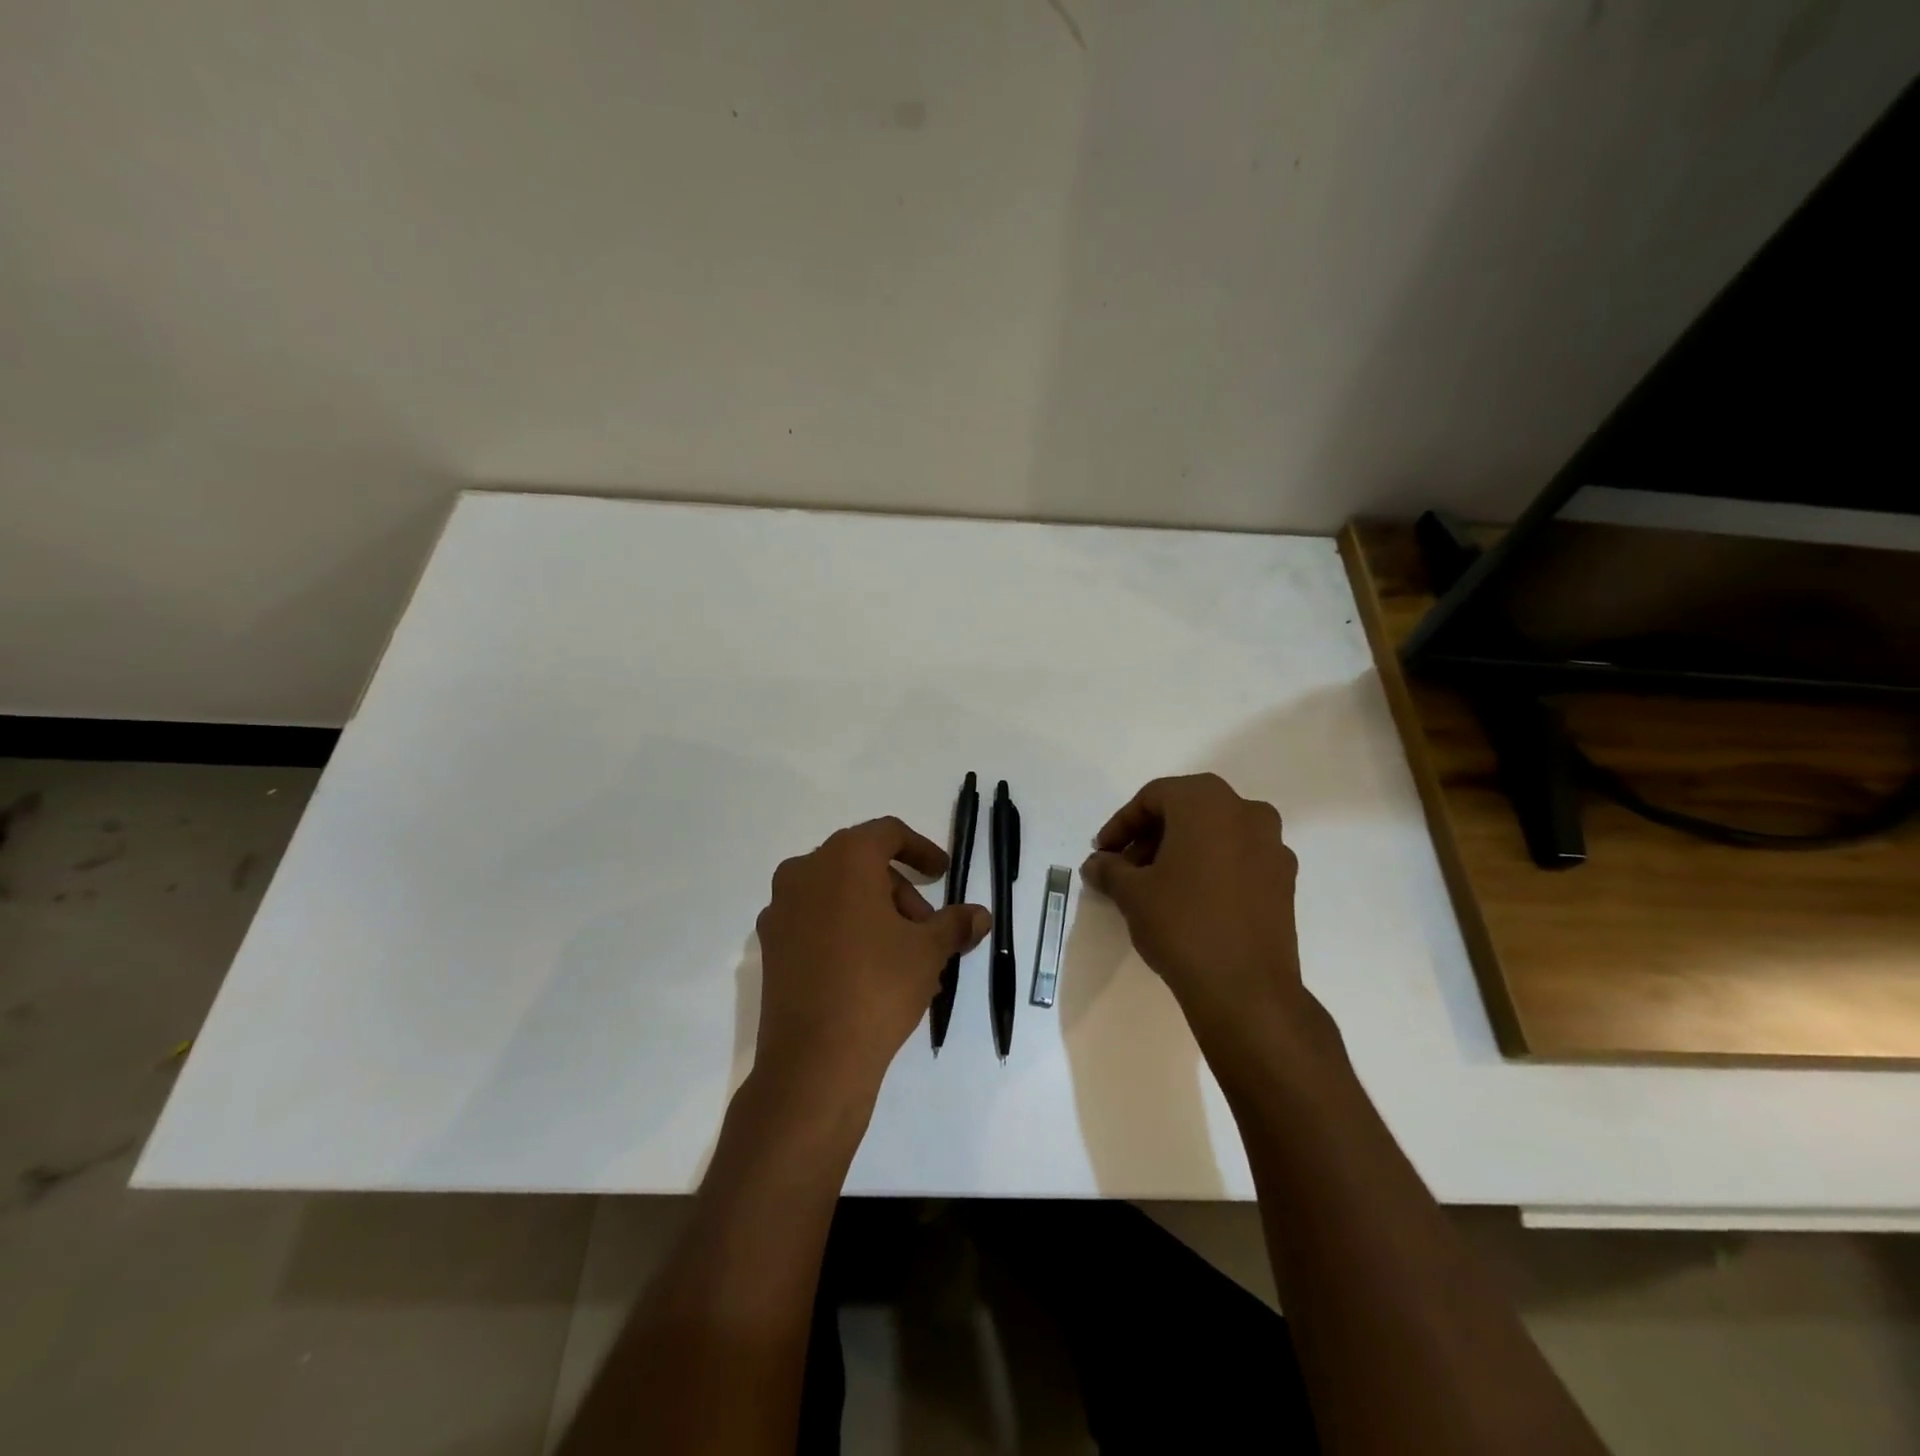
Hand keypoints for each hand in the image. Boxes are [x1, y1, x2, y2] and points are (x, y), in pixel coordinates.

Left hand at [752, 816, 990, 1116]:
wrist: (814, 1059)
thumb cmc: (878, 986)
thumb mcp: (928, 951)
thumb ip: (955, 923)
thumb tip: (980, 915)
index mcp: (843, 858)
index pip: (887, 833)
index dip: (921, 850)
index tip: (942, 874)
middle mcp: (805, 872)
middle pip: (863, 866)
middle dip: (901, 893)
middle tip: (928, 929)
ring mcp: (781, 909)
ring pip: (839, 895)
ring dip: (876, 915)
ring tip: (907, 959)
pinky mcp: (771, 945)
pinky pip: (817, 922)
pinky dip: (846, 932)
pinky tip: (871, 970)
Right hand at [1080, 774, 1311, 1050]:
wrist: (1246, 990)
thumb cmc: (1182, 924)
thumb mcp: (1132, 893)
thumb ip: (1109, 869)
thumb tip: (1097, 864)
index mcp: (1207, 802)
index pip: (1153, 797)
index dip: (1122, 824)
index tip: (1103, 854)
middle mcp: (1246, 812)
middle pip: (1186, 811)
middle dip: (1150, 837)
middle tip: (1124, 869)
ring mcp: (1272, 846)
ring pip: (1214, 834)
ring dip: (1180, 851)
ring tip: (1153, 887)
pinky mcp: (1284, 880)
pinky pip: (1238, 858)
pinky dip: (1210, 868)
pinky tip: (1189, 901)